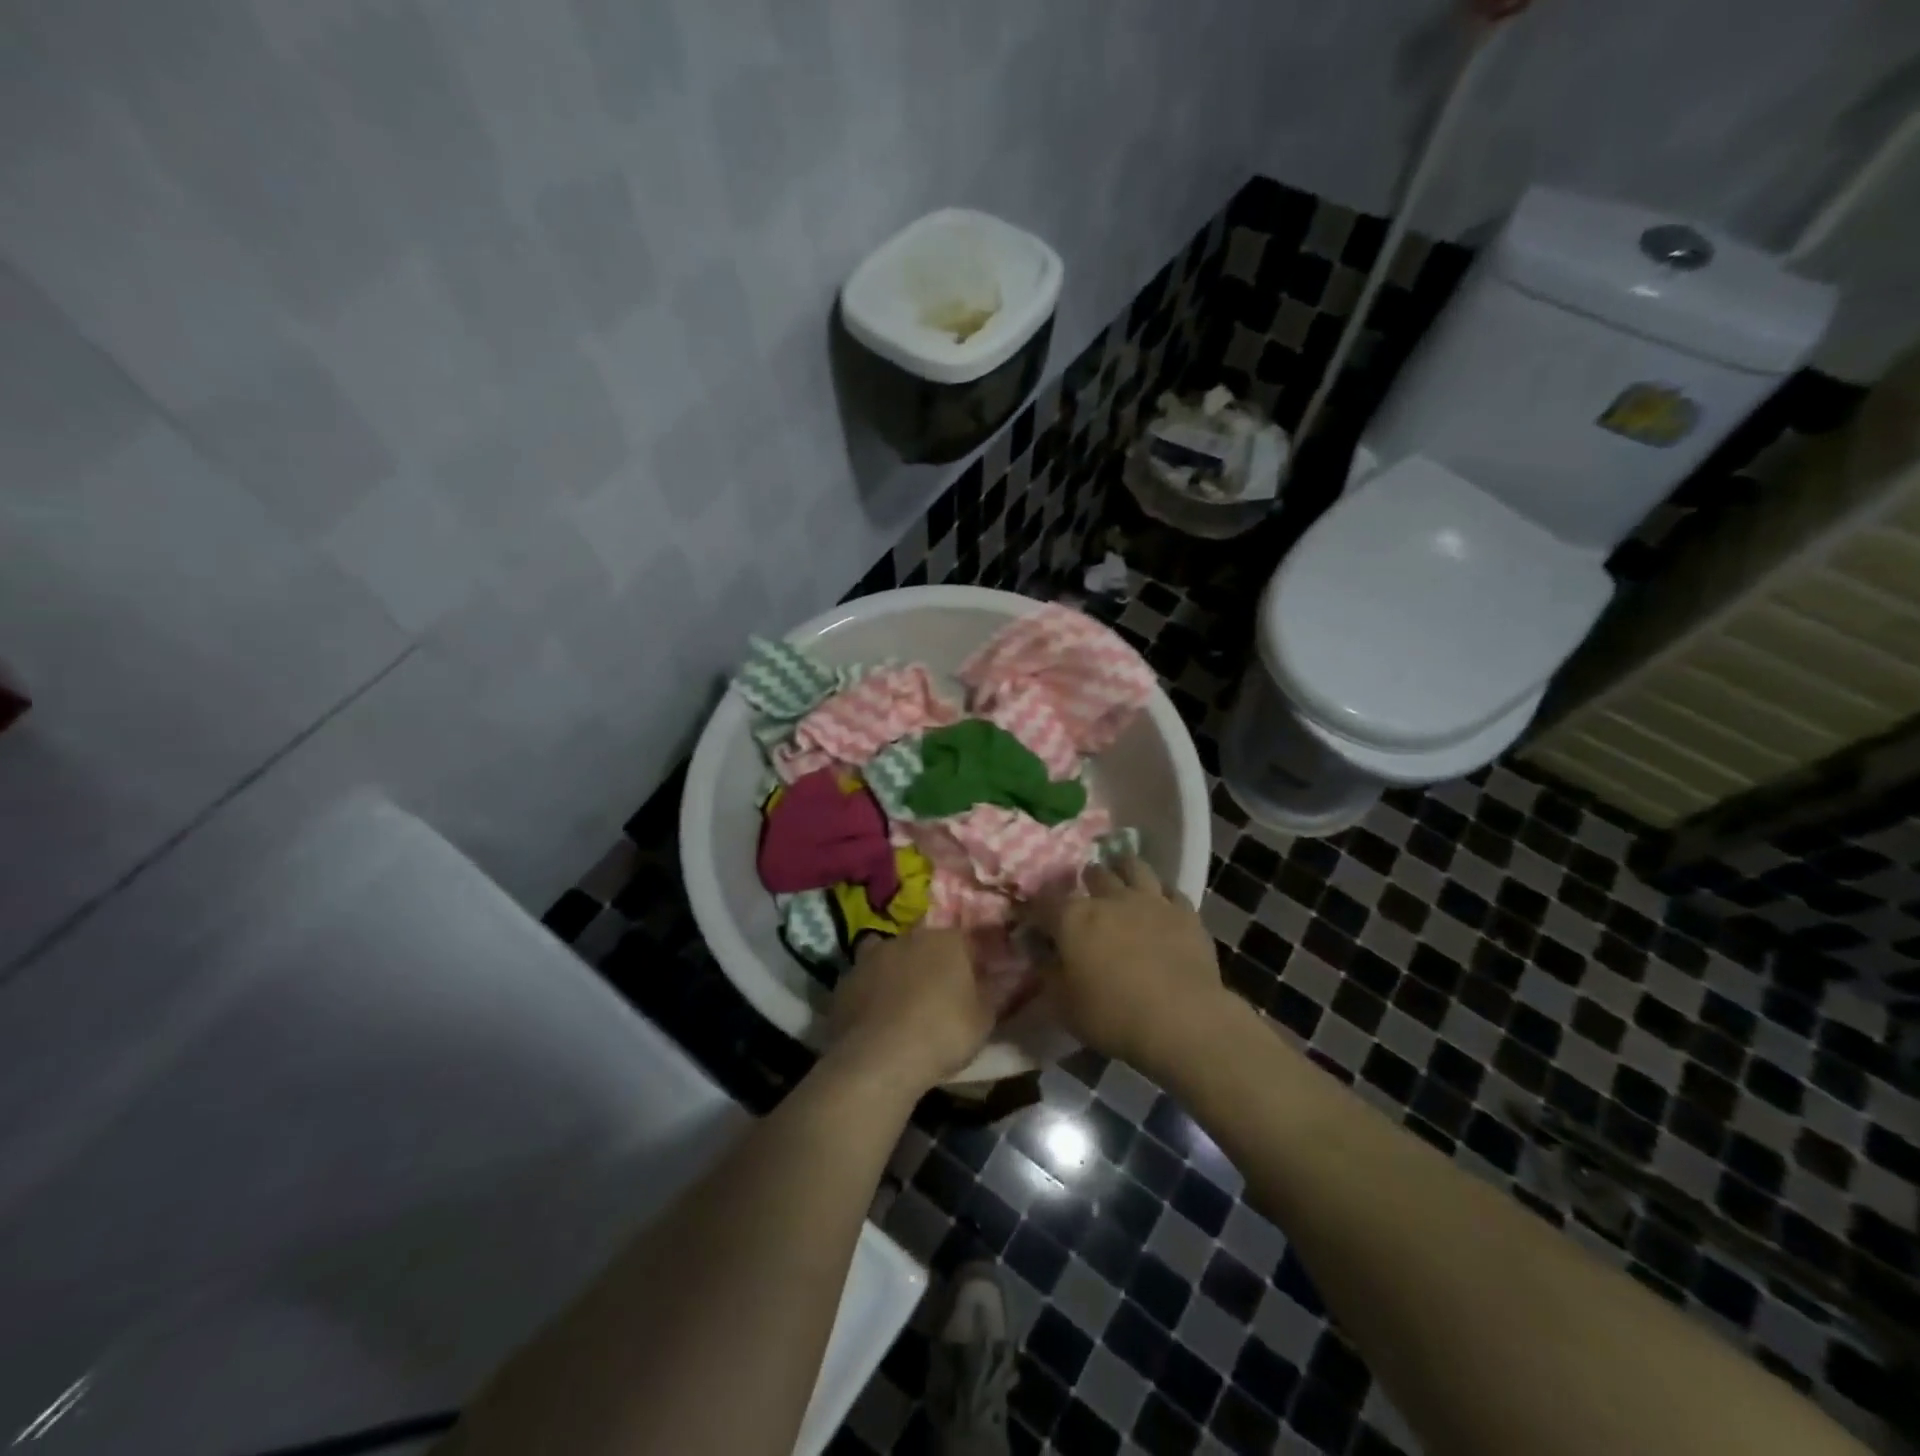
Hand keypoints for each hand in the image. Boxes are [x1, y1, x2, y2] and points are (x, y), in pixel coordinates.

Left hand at [826, 928, 998, 1096]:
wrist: (879, 1058)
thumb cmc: (942, 1034)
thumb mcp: (984, 1020)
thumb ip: (995, 992)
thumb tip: (1006, 976)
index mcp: (947, 940)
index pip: (967, 941)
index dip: (973, 962)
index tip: (977, 984)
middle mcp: (909, 937)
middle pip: (927, 945)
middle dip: (934, 964)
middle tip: (940, 996)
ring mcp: (872, 956)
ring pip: (892, 957)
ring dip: (899, 973)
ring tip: (904, 1004)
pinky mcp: (845, 979)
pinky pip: (866, 980)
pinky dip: (872, 992)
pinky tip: (876, 1016)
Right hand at [1028, 856, 1233, 1075]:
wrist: (1182, 1020)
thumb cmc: (1113, 1015)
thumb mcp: (1063, 1004)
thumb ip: (1047, 971)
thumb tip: (1038, 951)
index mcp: (1073, 918)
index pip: (1044, 899)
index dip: (1036, 906)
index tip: (1034, 916)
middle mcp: (1110, 898)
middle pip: (1094, 873)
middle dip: (1086, 880)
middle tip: (1085, 895)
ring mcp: (1151, 900)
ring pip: (1135, 867)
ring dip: (1124, 869)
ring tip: (1122, 876)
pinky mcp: (1185, 912)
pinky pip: (1171, 890)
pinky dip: (1161, 893)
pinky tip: (1161, 903)